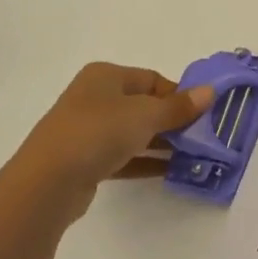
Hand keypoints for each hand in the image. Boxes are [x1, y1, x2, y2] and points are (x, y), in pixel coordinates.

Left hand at [0, 63, 214, 225]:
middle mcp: (94, 98)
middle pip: (143, 105)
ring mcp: (87, 130)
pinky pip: (123, 156)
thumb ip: (179, 107)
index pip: (152, 79)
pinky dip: (145, 161)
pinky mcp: (84, 161)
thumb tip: (210, 92)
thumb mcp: (146, 115)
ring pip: (133, 132)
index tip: (202, 114)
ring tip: (192, 156)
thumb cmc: (98, 132)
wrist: (47, 182)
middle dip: (173, 120)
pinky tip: (169, 171)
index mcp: (105, 76)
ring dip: (162, 143)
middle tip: (201, 137)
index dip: (179, 95)